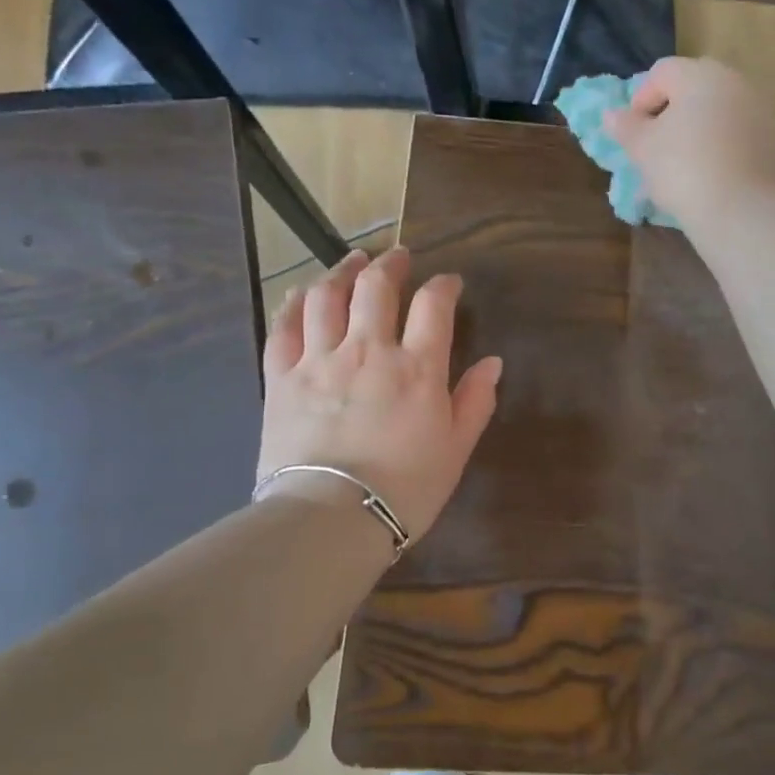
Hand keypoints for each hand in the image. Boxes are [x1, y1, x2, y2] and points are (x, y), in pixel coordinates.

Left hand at [256, 247, 502, 539]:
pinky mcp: (282, 377)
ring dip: (342, 271)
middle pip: (376, 288)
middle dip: (391, 265)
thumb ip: (475, 401)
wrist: (331, 518)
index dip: (443, 286)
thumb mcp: (455, 449)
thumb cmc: (405, 489)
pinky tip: (302, 293)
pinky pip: (284, 327)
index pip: (433, 306)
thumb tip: (492, 363)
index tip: (448, 283)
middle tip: (398, 257)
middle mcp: (369, 350)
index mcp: (417, 368)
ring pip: (328, 296)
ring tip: (352, 261)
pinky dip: (294, 303)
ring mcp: (320, 360)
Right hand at [604, 57, 774, 229]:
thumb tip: (612, 115)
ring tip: (684, 168)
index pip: (662, 72)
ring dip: (698, 132)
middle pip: (695, 90)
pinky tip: (711, 178)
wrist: (742, 210)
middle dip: (672, 115)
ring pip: (719, 114)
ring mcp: (761, 111)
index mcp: (700, 75)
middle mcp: (735, 83)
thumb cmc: (683, 170)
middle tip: (657, 149)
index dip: (641, 100)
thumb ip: (625, 127)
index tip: (633, 134)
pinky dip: (722, 149)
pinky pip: (739, 137)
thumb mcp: (643, 149)